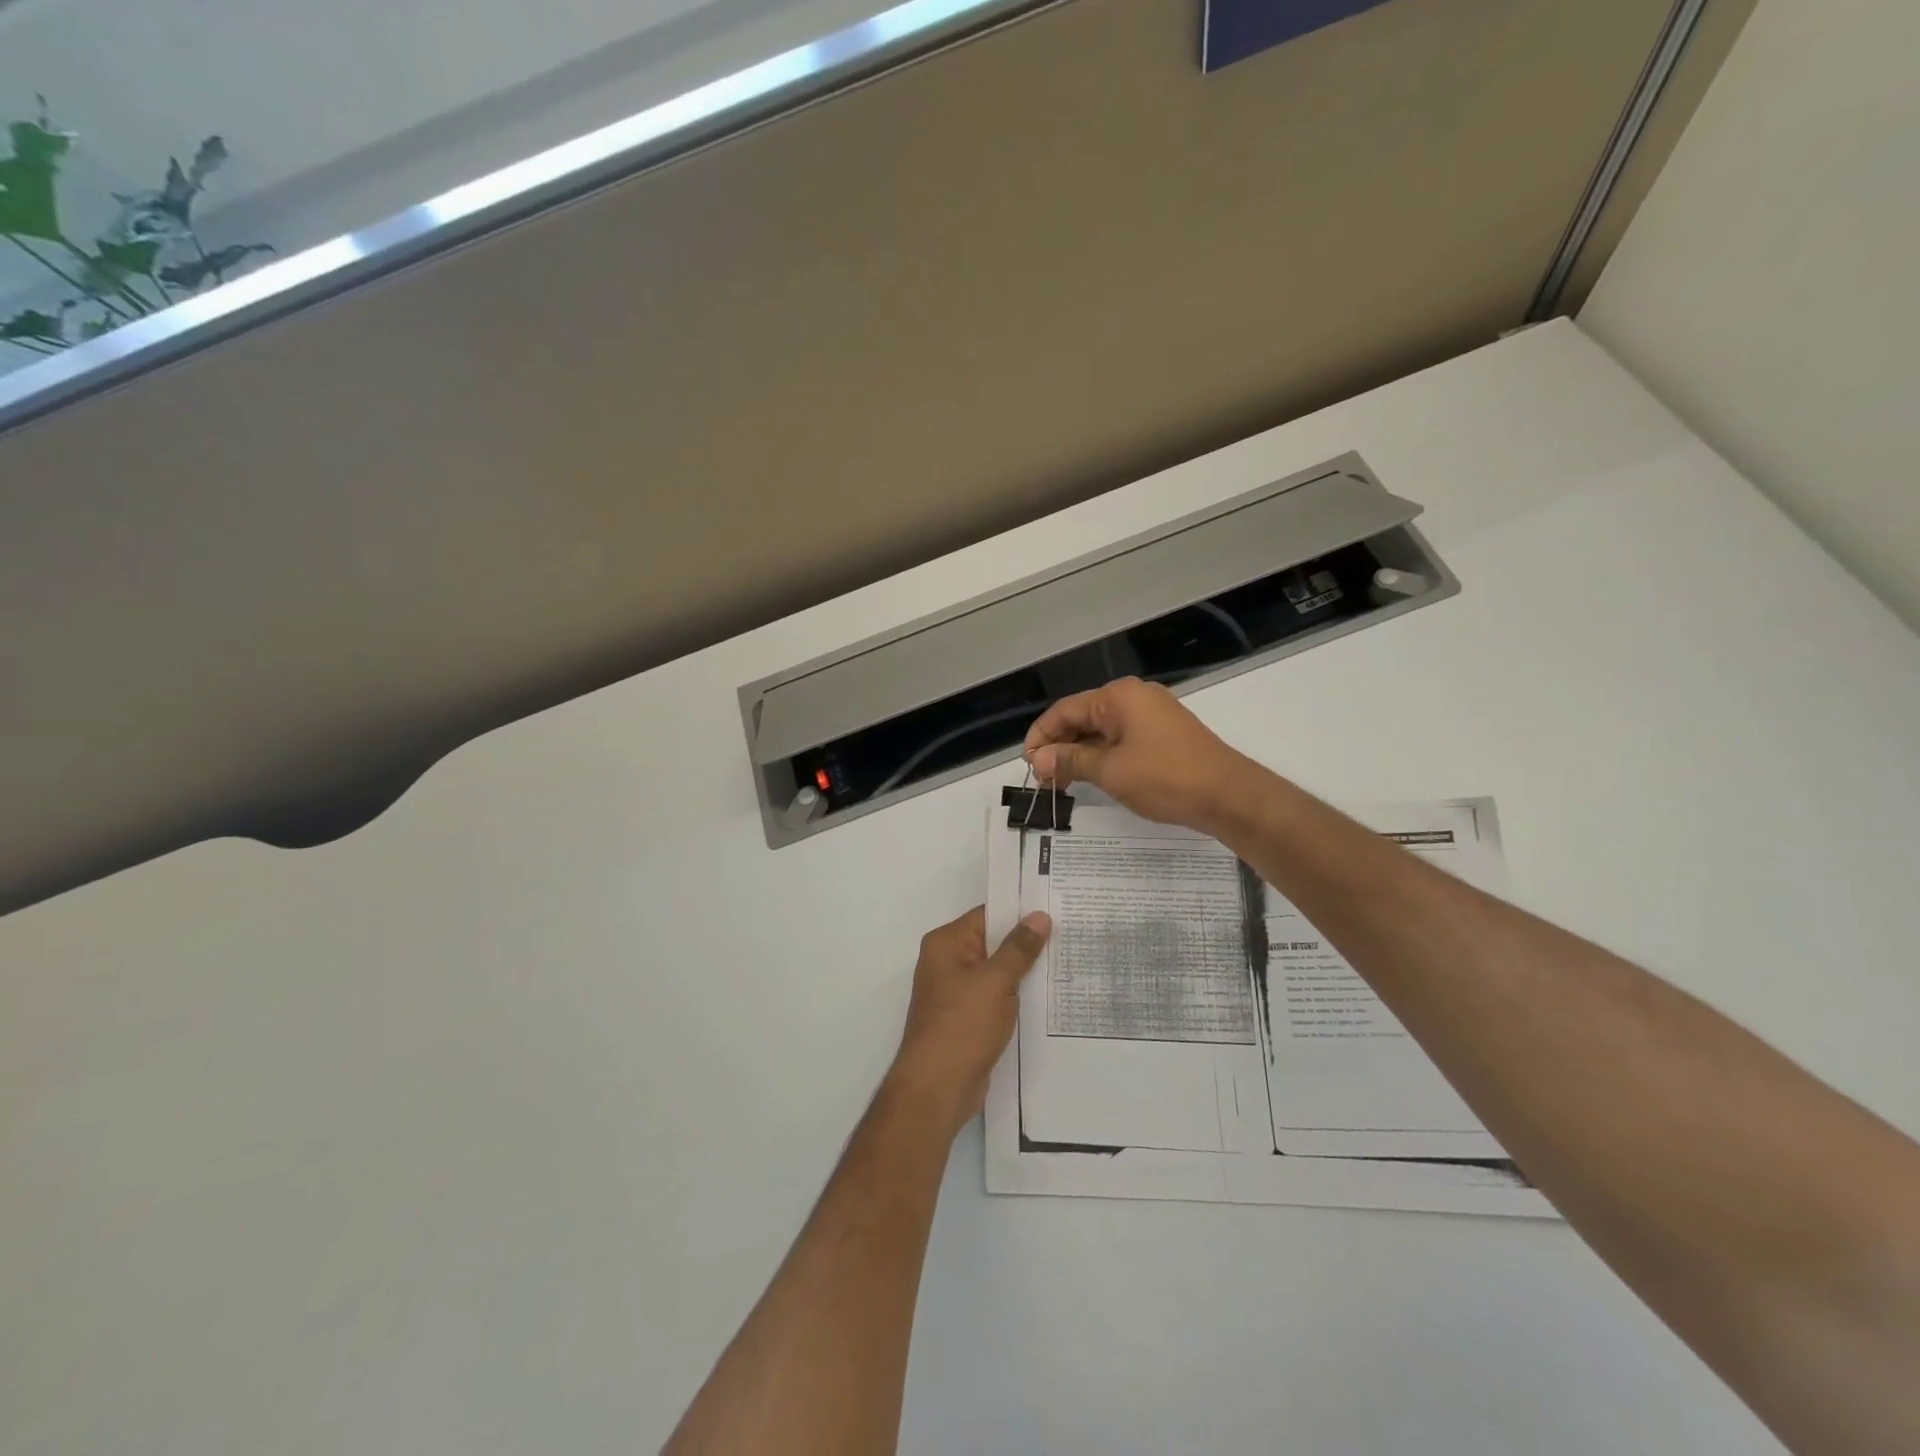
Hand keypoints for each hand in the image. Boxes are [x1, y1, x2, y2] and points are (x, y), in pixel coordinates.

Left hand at [888, 906, 1050, 1136]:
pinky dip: (1018, 995)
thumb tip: (1039, 916)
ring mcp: (958, 992)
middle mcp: (948, 962)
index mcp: (946, 944)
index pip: (987, 915)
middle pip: (993, 942)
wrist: (937, 1089)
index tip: (1055, 905)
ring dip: (1026, 970)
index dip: (1020, 910)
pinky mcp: (969, 1018)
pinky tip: (1050, 995)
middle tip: (1071, 930)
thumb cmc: (961, 1027)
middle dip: (1027, 940)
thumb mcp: (995, 982)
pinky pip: (997, 996)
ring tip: (1068, 958)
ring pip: (998, 971)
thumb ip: (1019, 948)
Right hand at [1024, 677, 1251, 830]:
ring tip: (1062, 782)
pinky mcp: (1164, 734)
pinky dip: (1103, 756)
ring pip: (1102, 730)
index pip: (1064, 710)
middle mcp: (1134, 697)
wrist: (1228, 796)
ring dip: (1080, 753)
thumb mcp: (1109, 770)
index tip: (1027, 765)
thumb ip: (1069, 760)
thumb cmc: (1164, 778)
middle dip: (1059, 746)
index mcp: (1118, 696)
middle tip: (1043, 779)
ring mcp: (1152, 714)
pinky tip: (1092, 777)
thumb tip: (1037, 758)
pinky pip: (1122, 739)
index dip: (1040, 736)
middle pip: (1082, 717)